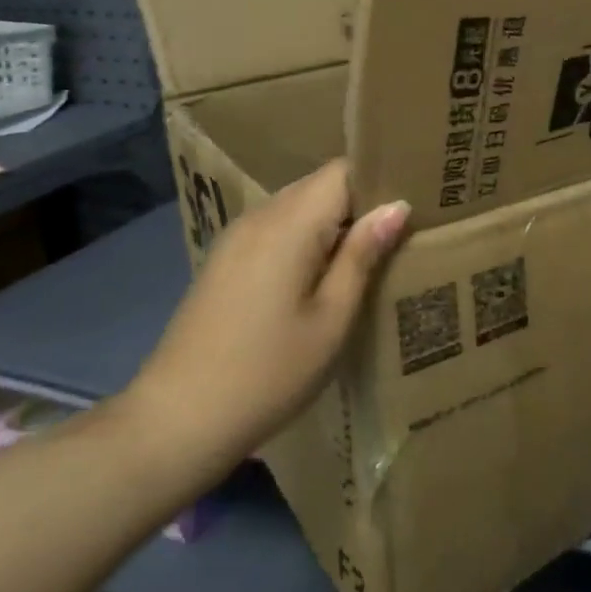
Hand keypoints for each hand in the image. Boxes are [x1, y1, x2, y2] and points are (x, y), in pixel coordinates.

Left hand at [121, 161, 409, 483]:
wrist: (176, 421)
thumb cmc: (268, 373)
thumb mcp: (331, 318)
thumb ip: (363, 255)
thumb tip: (397, 206)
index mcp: (289, 224)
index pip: (342, 170)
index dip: (379, 179)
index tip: (413, 202)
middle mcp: (260, 216)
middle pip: (320, 184)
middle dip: (361, 200)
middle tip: (401, 230)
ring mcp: (236, 236)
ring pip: (298, 206)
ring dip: (334, 221)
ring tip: (369, 253)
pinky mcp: (225, 259)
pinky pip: (277, 227)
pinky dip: (306, 237)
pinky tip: (321, 275)